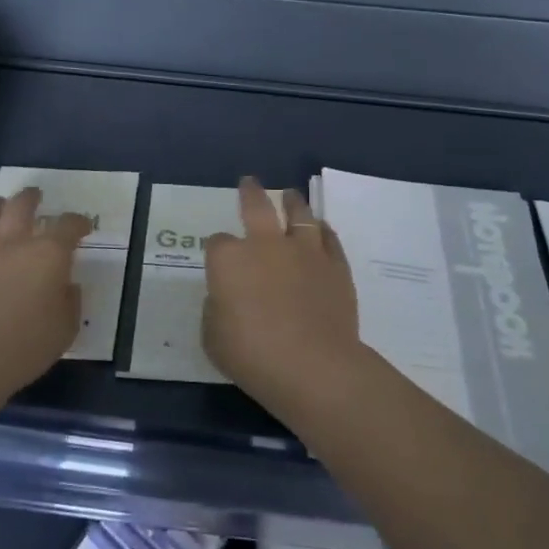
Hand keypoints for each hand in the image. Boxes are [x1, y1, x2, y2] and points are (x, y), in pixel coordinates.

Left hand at [0, 187, 91, 401]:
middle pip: (21, 206)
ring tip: (0, 204)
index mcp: (48, 254)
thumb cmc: (25, 346)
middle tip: (35, 195)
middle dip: (31, 198)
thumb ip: (70, 301)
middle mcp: (13, 244)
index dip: (78, 222)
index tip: (83, 225)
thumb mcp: (65, 328)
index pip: (68, 225)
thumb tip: (66, 286)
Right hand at [202, 177, 364, 413]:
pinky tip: (320, 229)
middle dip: (250, 192)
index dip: (218, 251)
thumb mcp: (213, 338)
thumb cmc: (253, 356)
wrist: (313, 366)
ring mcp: (304, 251)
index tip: (220, 260)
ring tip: (290, 196)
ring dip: (292, 202)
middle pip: (256, 205)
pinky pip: (328, 238)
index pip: (217, 243)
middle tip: (249, 182)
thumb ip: (216, 310)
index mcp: (229, 260)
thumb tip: (226, 299)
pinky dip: (322, 230)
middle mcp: (265, 244)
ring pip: (298, 213)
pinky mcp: (335, 265)